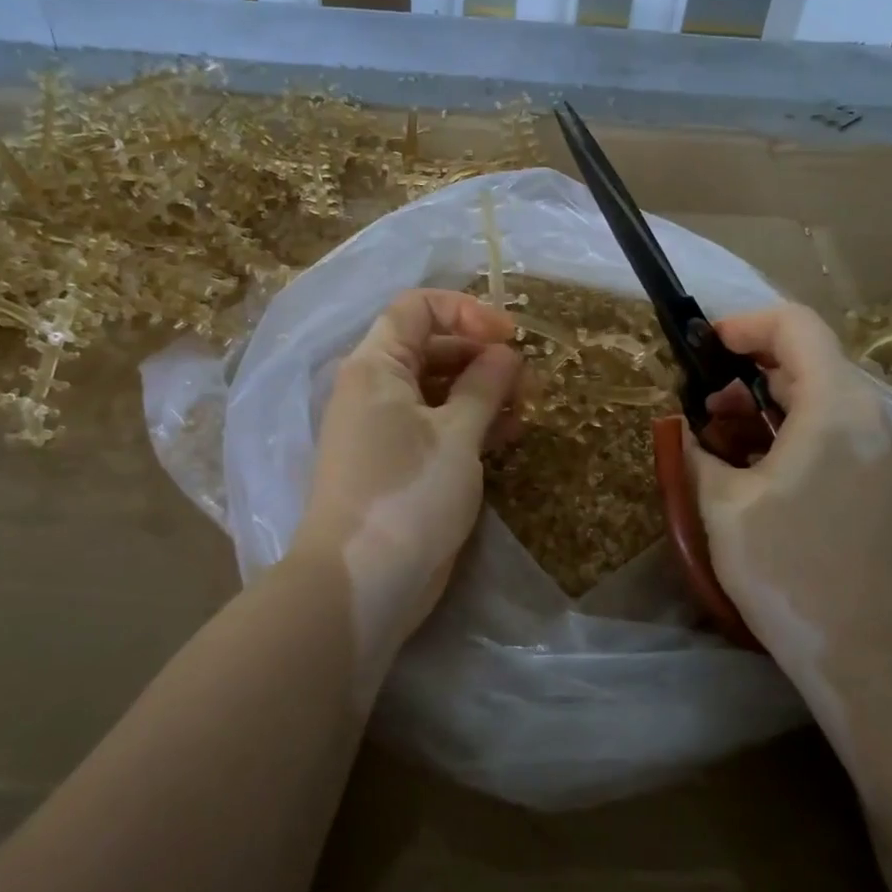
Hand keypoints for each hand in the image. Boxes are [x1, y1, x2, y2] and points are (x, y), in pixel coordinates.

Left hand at [294, 289, 523, 663]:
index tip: (510, 336)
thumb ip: (484, 385)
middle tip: (528, 381)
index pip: (417, 309)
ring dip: (482, 393)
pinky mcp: (400, 464)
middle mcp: (376, 389)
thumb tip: (505, 353)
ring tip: (525, 410)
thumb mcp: (457, 434)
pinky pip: (438, 426)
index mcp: (377, 366)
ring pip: (438, 390)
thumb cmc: (408, 493)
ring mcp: (386, 429)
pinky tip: (507, 436)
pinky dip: (470, 424)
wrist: (363, 582)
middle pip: (432, 348)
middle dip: (482, 357)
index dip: (466, 312)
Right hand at [687, 305, 891, 701]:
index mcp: (835, 408)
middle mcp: (872, 417)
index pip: (796, 325)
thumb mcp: (722, 505)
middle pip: (811, 358)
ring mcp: (887, 451)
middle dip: (750, 368)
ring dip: (770, 401)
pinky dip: (795, 428)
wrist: (865, 652)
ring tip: (724, 438)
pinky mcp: (888, 482)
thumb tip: (685, 427)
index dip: (745, 323)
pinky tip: (761, 468)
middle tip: (704, 404)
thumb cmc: (787, 570)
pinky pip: (838, 429)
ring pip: (824, 396)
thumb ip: (696, 450)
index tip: (703, 347)